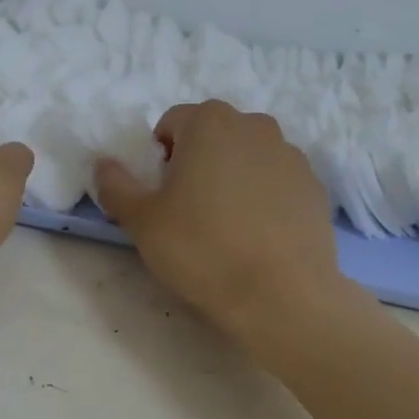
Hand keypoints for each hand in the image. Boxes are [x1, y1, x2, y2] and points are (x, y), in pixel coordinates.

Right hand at [94, 101, 342, 339]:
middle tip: (189, 209)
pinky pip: (277, 182)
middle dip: (197, 161)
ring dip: (232, 177)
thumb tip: (103, 164)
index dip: (160, 157)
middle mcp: (255, 126)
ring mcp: (292, 155)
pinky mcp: (315, 187)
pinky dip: (264, 197)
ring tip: (226, 225)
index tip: (162, 195)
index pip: (172, 122)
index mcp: (210, 122)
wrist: (281, 295)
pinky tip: (257, 236)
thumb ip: (116, 185)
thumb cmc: (202, 249)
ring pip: (248, 157)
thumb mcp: (141, 221)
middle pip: (213, 135)